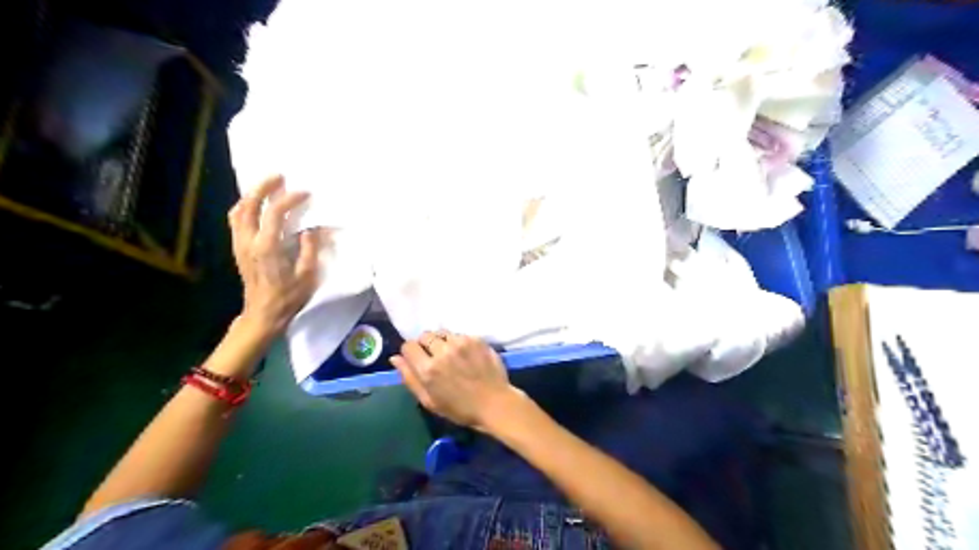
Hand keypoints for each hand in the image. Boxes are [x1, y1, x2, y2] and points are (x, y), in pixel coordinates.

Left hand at [228, 177, 319, 339]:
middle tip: (278, 176)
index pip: (275, 213)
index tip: (305, 193)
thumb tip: (312, 227)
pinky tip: (256, 206)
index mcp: (267, 247)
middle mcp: (249, 241)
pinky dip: (245, 208)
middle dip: (263, 187)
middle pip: (249, 205)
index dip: (290, 199)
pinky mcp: (239, 249)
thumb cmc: (289, 297)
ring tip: (267, 187)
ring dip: (251, 196)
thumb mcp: (307, 274)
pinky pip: (236, 221)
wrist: (264, 314)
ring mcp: (240, 245)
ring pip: (238, 211)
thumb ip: (310, 248)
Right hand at [392, 332, 527, 430]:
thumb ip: (410, 378)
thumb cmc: (459, 408)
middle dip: (426, 345)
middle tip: (434, 357)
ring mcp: (461, 343)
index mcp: (428, 369)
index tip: (417, 359)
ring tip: (450, 354)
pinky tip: (465, 355)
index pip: (408, 346)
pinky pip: (459, 335)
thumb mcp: (429, 401)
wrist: (494, 403)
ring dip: (442, 341)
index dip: (411, 352)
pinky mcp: (475, 339)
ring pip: (442, 333)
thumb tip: (395, 358)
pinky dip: (458, 342)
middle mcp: (442, 351)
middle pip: (425, 336)